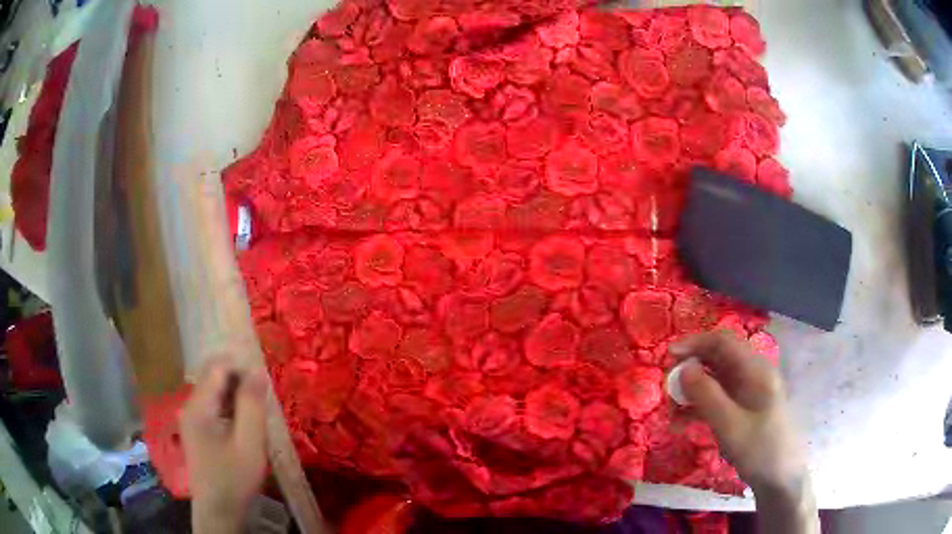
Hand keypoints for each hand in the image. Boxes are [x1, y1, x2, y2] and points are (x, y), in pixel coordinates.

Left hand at [181, 358, 269, 533]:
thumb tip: (258, 371)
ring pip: (215, 391)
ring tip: (259, 411)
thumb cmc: (234, 479)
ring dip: (237, 394)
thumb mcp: (249, 444)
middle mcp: (190, 405)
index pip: (217, 367)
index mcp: (198, 406)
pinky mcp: (197, 429)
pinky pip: (214, 406)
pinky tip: (246, 423)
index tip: (265, 381)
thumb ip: (252, 406)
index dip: (241, 366)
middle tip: (264, 398)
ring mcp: (191, 418)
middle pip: (214, 376)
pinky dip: (231, 407)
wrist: (219, 511)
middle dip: (240, 379)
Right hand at [670, 331, 818, 533]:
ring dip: (692, 390)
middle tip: (668, 387)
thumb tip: (683, 368)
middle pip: (718, 358)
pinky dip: (699, 406)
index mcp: (755, 370)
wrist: (780, 477)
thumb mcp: (730, 425)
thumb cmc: (760, 449)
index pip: (723, 342)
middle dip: (690, 368)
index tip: (668, 355)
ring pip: (715, 379)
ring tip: (672, 411)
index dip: (695, 343)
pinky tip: (683, 423)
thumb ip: (707, 395)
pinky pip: (718, 398)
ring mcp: (749, 391)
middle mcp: (752, 374)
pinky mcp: (744, 408)